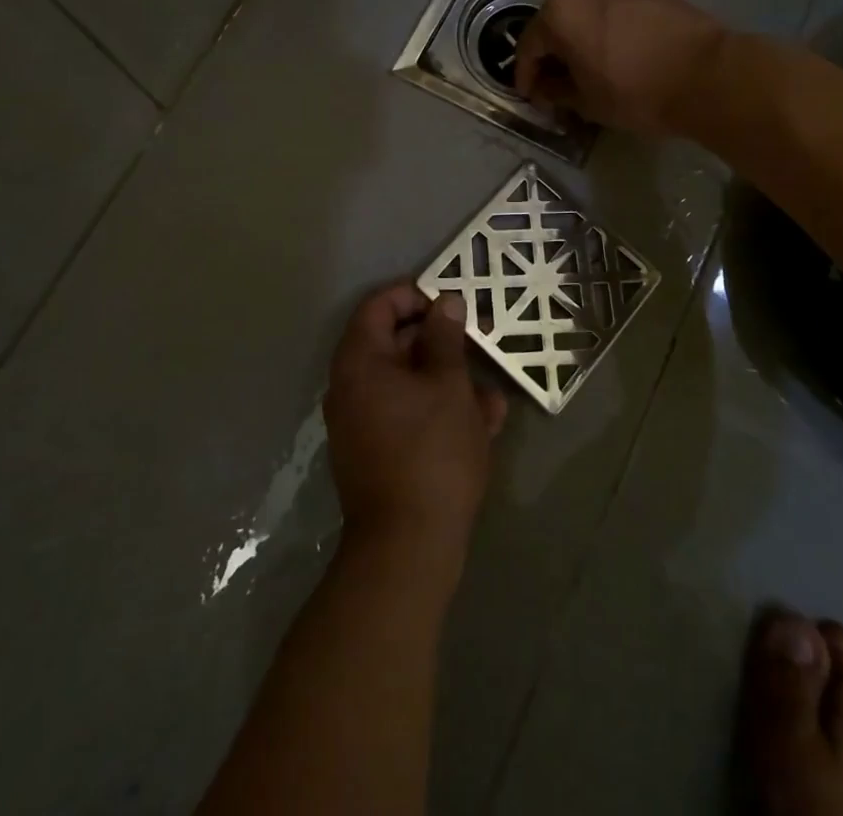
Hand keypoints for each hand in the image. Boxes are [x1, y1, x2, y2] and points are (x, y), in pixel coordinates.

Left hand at [324, 285, 508, 575]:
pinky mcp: (378, 454)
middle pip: (394, 344)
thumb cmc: (431, 452)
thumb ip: (445, 338)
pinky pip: (408, 416)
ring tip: (491, 391)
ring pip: (408, 384)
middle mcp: (352, 388)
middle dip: (440, 342)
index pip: (378, 307)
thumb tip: (444, 303)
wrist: (408, 548)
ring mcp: (362, 423)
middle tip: (479, 341)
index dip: (414, 295)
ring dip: (448, 381)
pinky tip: (483, 422)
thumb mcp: (448, 386)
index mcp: (359, 362)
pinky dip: (439, 411)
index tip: (451, 301)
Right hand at [514, 0, 728, 135]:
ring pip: (581, 12)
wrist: (708, 74)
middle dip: (550, 55)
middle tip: (554, 85)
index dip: (525, 76)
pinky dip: (600, 28)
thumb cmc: (637, 92)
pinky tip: (610, 53)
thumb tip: (544, 89)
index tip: (530, 98)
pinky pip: (607, 8)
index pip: (528, 47)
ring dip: (576, 39)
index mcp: (558, 14)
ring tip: (583, 69)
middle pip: (552, 23)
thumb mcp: (588, 102)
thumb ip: (556, 92)